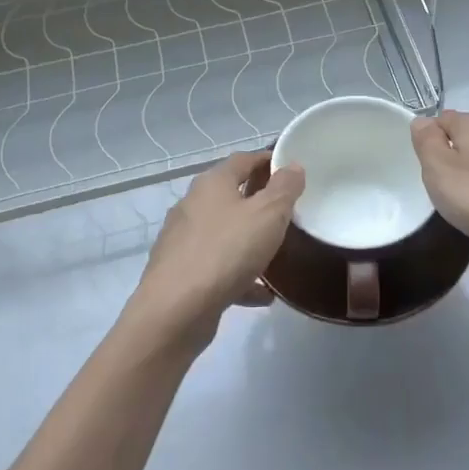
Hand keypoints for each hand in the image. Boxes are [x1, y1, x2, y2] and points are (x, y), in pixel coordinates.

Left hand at [127, 151, 303, 351]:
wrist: (176, 310)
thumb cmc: (226, 251)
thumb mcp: (268, 214)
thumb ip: (284, 189)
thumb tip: (292, 166)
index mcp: (212, 183)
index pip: (243, 160)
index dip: (268, 160)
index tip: (291, 171)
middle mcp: (193, 205)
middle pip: (231, 195)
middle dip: (260, 202)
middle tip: (289, 212)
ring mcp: (184, 240)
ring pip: (225, 233)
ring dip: (250, 241)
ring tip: (278, 254)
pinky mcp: (181, 273)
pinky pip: (218, 267)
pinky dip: (240, 275)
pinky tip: (262, 294)